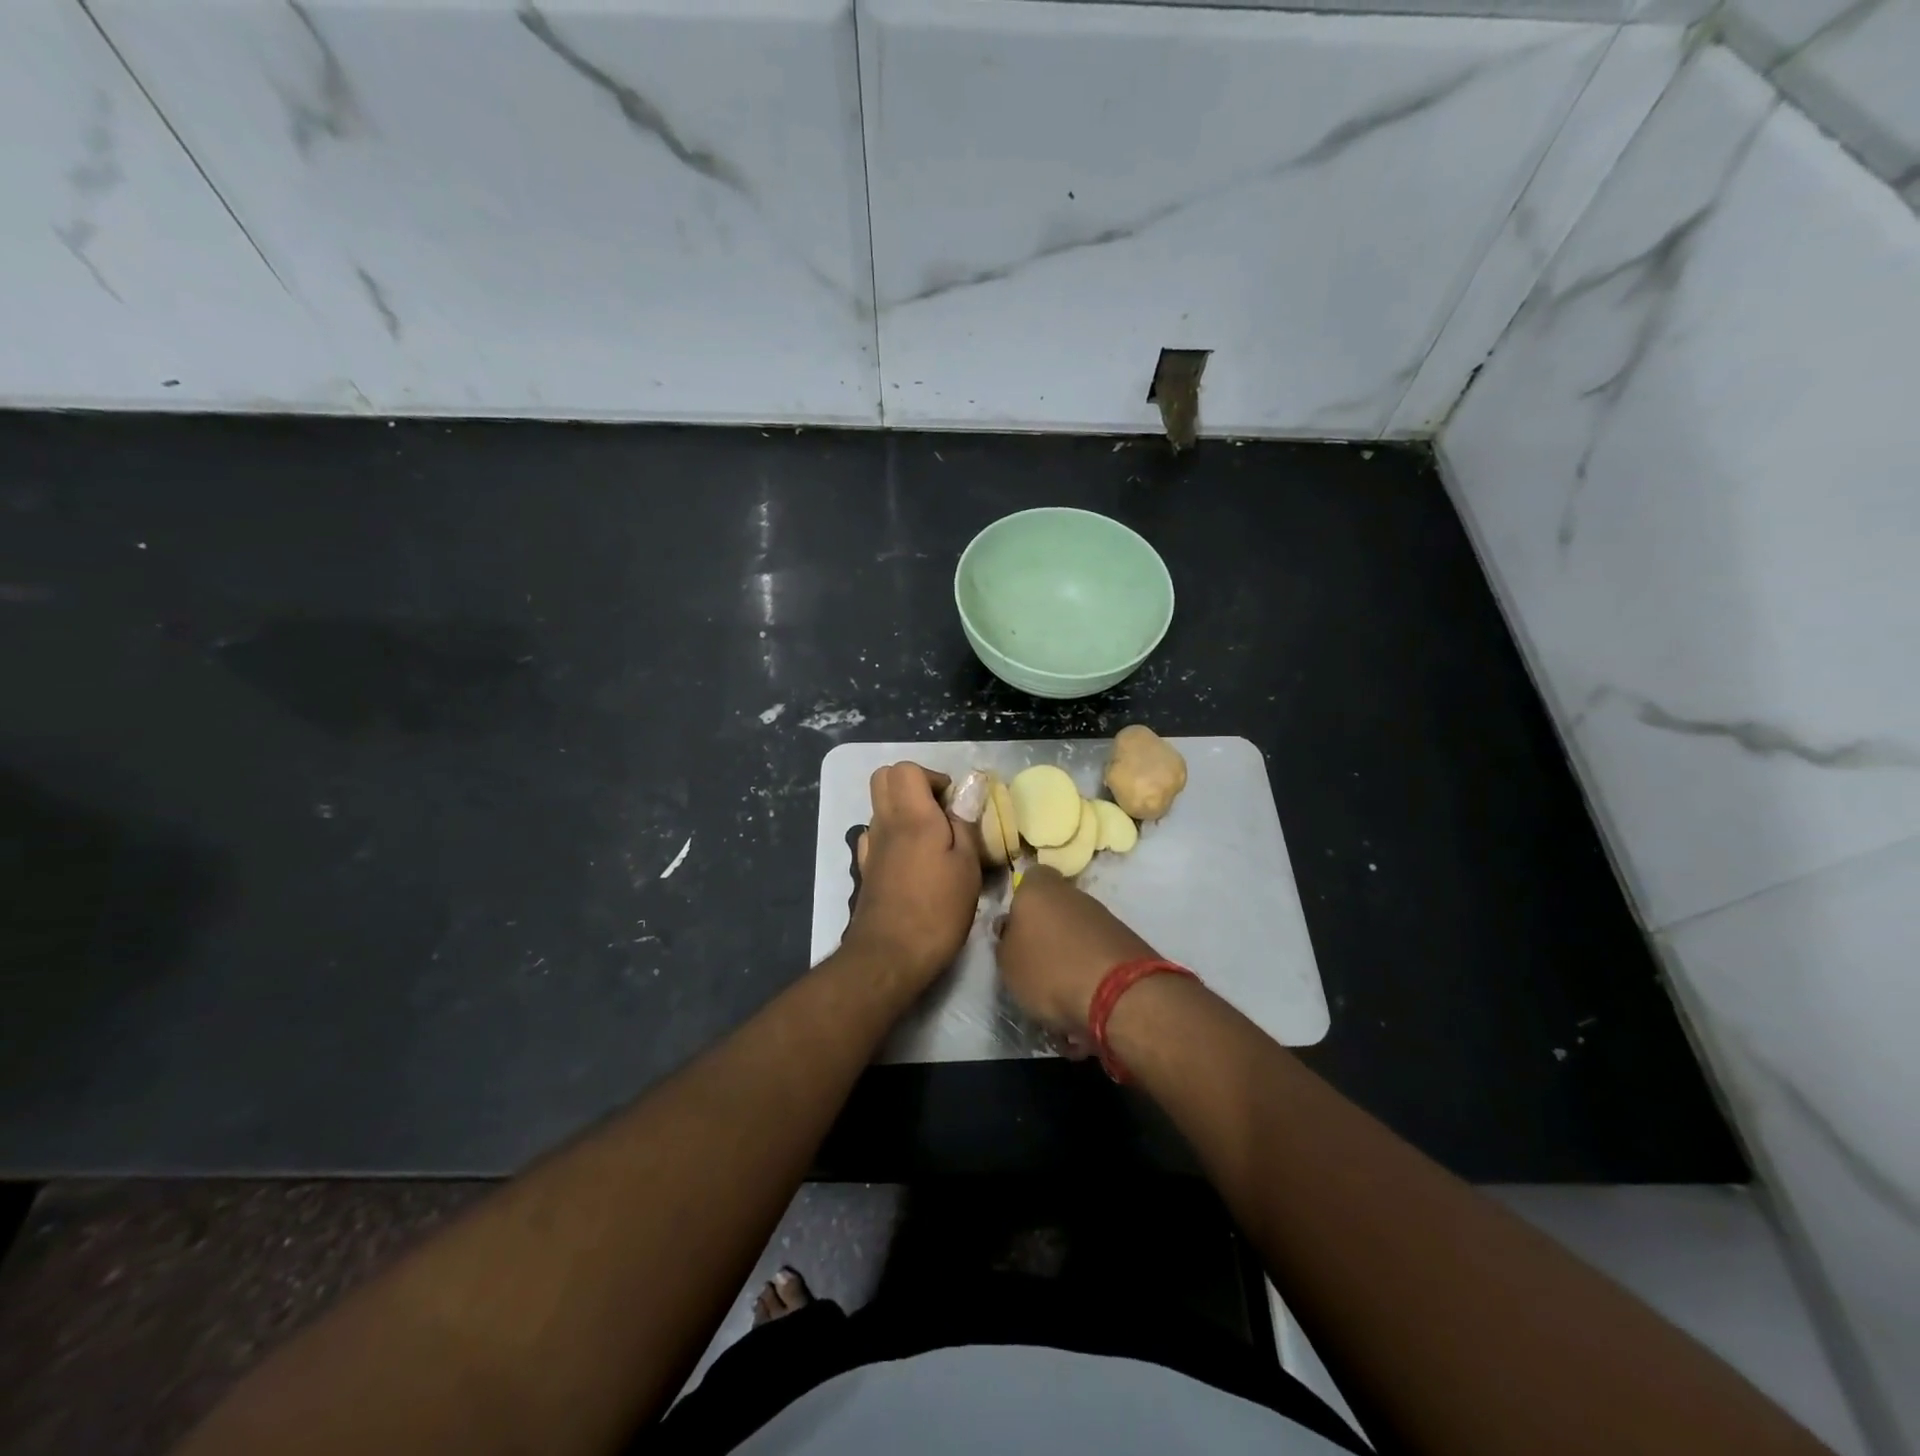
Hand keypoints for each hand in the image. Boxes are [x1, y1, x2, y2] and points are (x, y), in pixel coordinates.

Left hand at [842, 763, 982, 987]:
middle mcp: (884, 823)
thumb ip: (965, 821)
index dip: (932, 777)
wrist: (888, 956)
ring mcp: (870, 847)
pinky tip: (914, 862)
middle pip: (883, 778)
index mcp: (911, 816)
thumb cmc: (937, 909)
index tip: (953, 804)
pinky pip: (877, 835)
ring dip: (905, 811)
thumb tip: (969, 786)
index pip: (906, 769)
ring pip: (880, 807)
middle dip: (914, 784)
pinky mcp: (866, 869)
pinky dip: (895, 836)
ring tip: (934, 841)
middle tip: (941, 811)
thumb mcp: (967, 865)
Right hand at [996, 867, 1158, 1038]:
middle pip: (1055, 907)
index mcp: (1040, 889)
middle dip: (1046, 932)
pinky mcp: (1127, 943)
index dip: (1022, 899)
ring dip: (1068, 956)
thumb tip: (1011, 929)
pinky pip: (1097, 954)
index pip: (1031, 876)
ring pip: (1077, 932)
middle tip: (1034, 965)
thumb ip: (1006, 940)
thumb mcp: (1008, 963)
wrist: (1120, 995)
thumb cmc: (1050, 971)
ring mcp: (1105, 917)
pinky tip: (1084, 1001)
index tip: (1015, 925)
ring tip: (1059, 994)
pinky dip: (1090, 972)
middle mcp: (1074, 894)